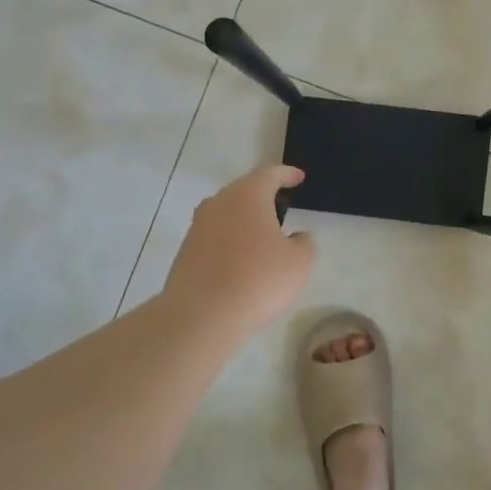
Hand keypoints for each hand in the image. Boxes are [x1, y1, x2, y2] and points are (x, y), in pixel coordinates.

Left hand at [164, 164, 315, 335]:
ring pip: (226, 212)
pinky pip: (215, 236)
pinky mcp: (186, 251)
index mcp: (247, 195)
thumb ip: (304, 243)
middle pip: (244, 190)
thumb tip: (296, 237)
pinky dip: (230, 240)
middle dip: (263, 195)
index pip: (270, 174)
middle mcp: (219, 203)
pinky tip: (241, 260)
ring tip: (262, 235)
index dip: (287, 174)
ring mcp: (198, 226)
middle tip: (281, 206)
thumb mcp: (299, 263)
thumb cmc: (258, 280)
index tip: (298, 178)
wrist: (201, 315)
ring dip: (245, 219)